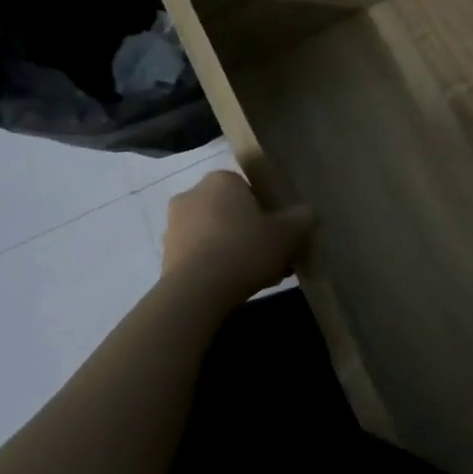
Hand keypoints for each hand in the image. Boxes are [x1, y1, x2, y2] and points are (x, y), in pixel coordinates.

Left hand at [160, 171, 312, 309]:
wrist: (196, 292)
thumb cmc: (245, 249)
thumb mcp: (288, 233)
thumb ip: (302, 218)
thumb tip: (308, 213)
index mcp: (221, 180)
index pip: (248, 188)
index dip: (267, 209)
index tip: (279, 231)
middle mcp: (192, 195)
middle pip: (231, 211)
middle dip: (250, 230)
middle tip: (271, 254)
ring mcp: (173, 226)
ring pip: (215, 234)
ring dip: (233, 249)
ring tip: (257, 275)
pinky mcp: (164, 256)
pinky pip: (199, 255)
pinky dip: (216, 265)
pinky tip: (234, 286)